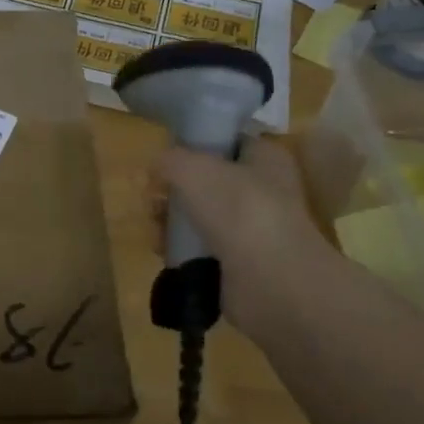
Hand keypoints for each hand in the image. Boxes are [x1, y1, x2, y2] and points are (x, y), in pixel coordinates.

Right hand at [153, 137, 344, 340]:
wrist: (269, 280)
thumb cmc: (237, 209)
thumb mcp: (192, 167)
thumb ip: (168, 159)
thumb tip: (157, 168)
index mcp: (265, 159)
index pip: (227, 142)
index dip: (194, 146)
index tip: (166, 158)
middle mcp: (262, 191)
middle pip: (205, 182)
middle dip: (172, 189)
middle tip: (154, 197)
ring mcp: (251, 230)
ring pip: (198, 216)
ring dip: (169, 220)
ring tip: (154, 227)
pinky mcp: (237, 264)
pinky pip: (198, 248)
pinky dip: (178, 248)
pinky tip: (162, 249)